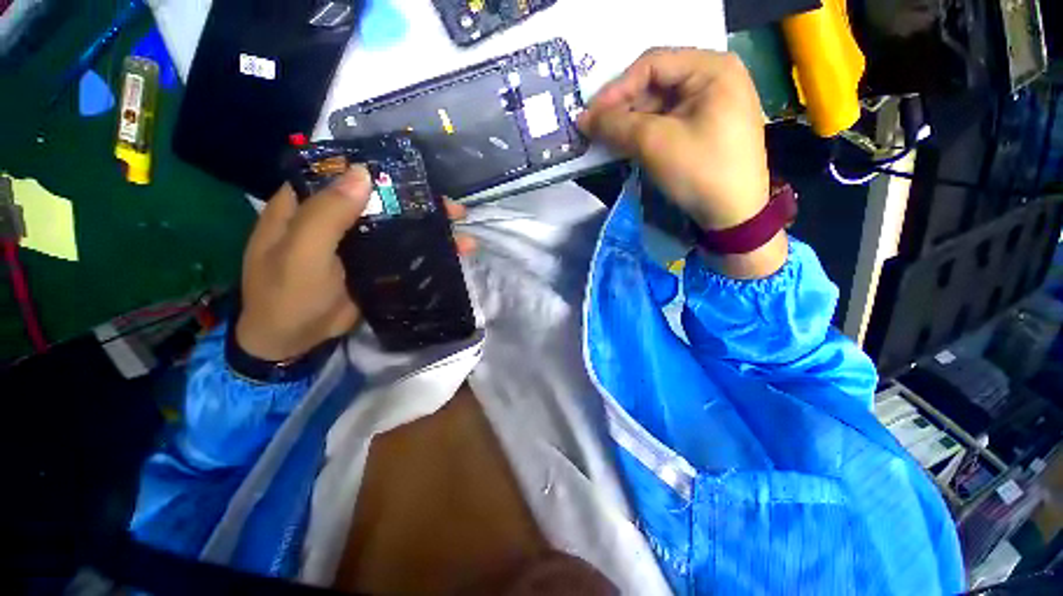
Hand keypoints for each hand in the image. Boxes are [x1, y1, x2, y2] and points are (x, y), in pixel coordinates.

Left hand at [236, 168, 474, 360]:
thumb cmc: (287, 294)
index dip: (379, 170)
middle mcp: (334, 218)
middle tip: (452, 208)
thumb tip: (363, 173)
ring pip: (397, 227)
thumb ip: (327, 214)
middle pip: (381, 201)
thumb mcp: (301, 253)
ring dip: (429, 227)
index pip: (345, 174)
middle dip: (418, 202)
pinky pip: (402, 251)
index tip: (415, 171)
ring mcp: (357, 243)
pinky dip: (426, 251)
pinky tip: (454, 252)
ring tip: (462, 229)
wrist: (292, 341)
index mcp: (308, 205)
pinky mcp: (373, 265)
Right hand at [578, 48, 785, 278]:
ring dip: (628, 123)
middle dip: (621, 108)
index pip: (652, 64)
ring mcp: (710, 104)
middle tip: (593, 129)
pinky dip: (642, 133)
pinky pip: (666, 123)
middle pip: (654, 84)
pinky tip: (625, 145)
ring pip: (658, 105)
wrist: (734, 215)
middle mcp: (713, 78)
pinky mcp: (703, 128)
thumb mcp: (655, 144)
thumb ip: (617, 125)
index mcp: (711, 68)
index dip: (616, 89)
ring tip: (604, 140)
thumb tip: (584, 119)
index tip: (590, 115)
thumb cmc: (700, 171)